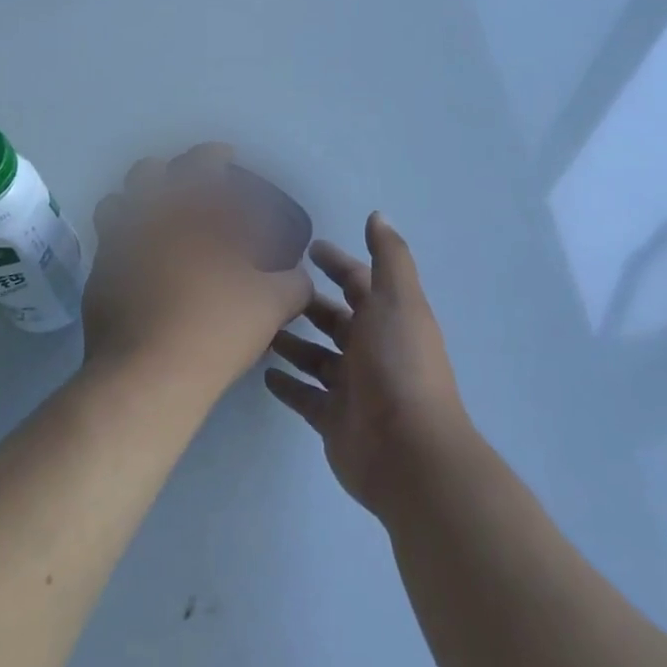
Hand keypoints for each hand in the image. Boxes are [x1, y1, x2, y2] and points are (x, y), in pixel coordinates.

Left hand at [81, 145, 311, 397]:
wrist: (147, 378)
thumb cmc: (214, 328)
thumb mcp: (272, 305)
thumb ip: (293, 283)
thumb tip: (300, 277)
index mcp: (188, 211)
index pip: (201, 163)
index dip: (215, 155)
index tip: (226, 158)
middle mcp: (145, 218)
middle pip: (145, 173)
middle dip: (166, 172)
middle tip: (189, 191)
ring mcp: (114, 248)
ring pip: (115, 205)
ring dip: (136, 205)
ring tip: (160, 226)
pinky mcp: (95, 281)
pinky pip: (107, 248)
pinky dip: (126, 247)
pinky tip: (146, 271)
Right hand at [265, 214, 475, 519]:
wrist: (407, 451)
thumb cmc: (399, 363)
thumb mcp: (397, 299)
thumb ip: (388, 257)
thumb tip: (378, 215)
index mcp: (388, 317)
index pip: (358, 282)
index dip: (336, 263)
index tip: (307, 247)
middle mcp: (371, 348)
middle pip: (334, 319)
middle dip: (308, 303)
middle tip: (269, 288)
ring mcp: (352, 387)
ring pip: (316, 357)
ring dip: (292, 342)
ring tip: (258, 328)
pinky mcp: (332, 419)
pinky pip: (305, 396)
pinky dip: (288, 385)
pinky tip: (264, 374)